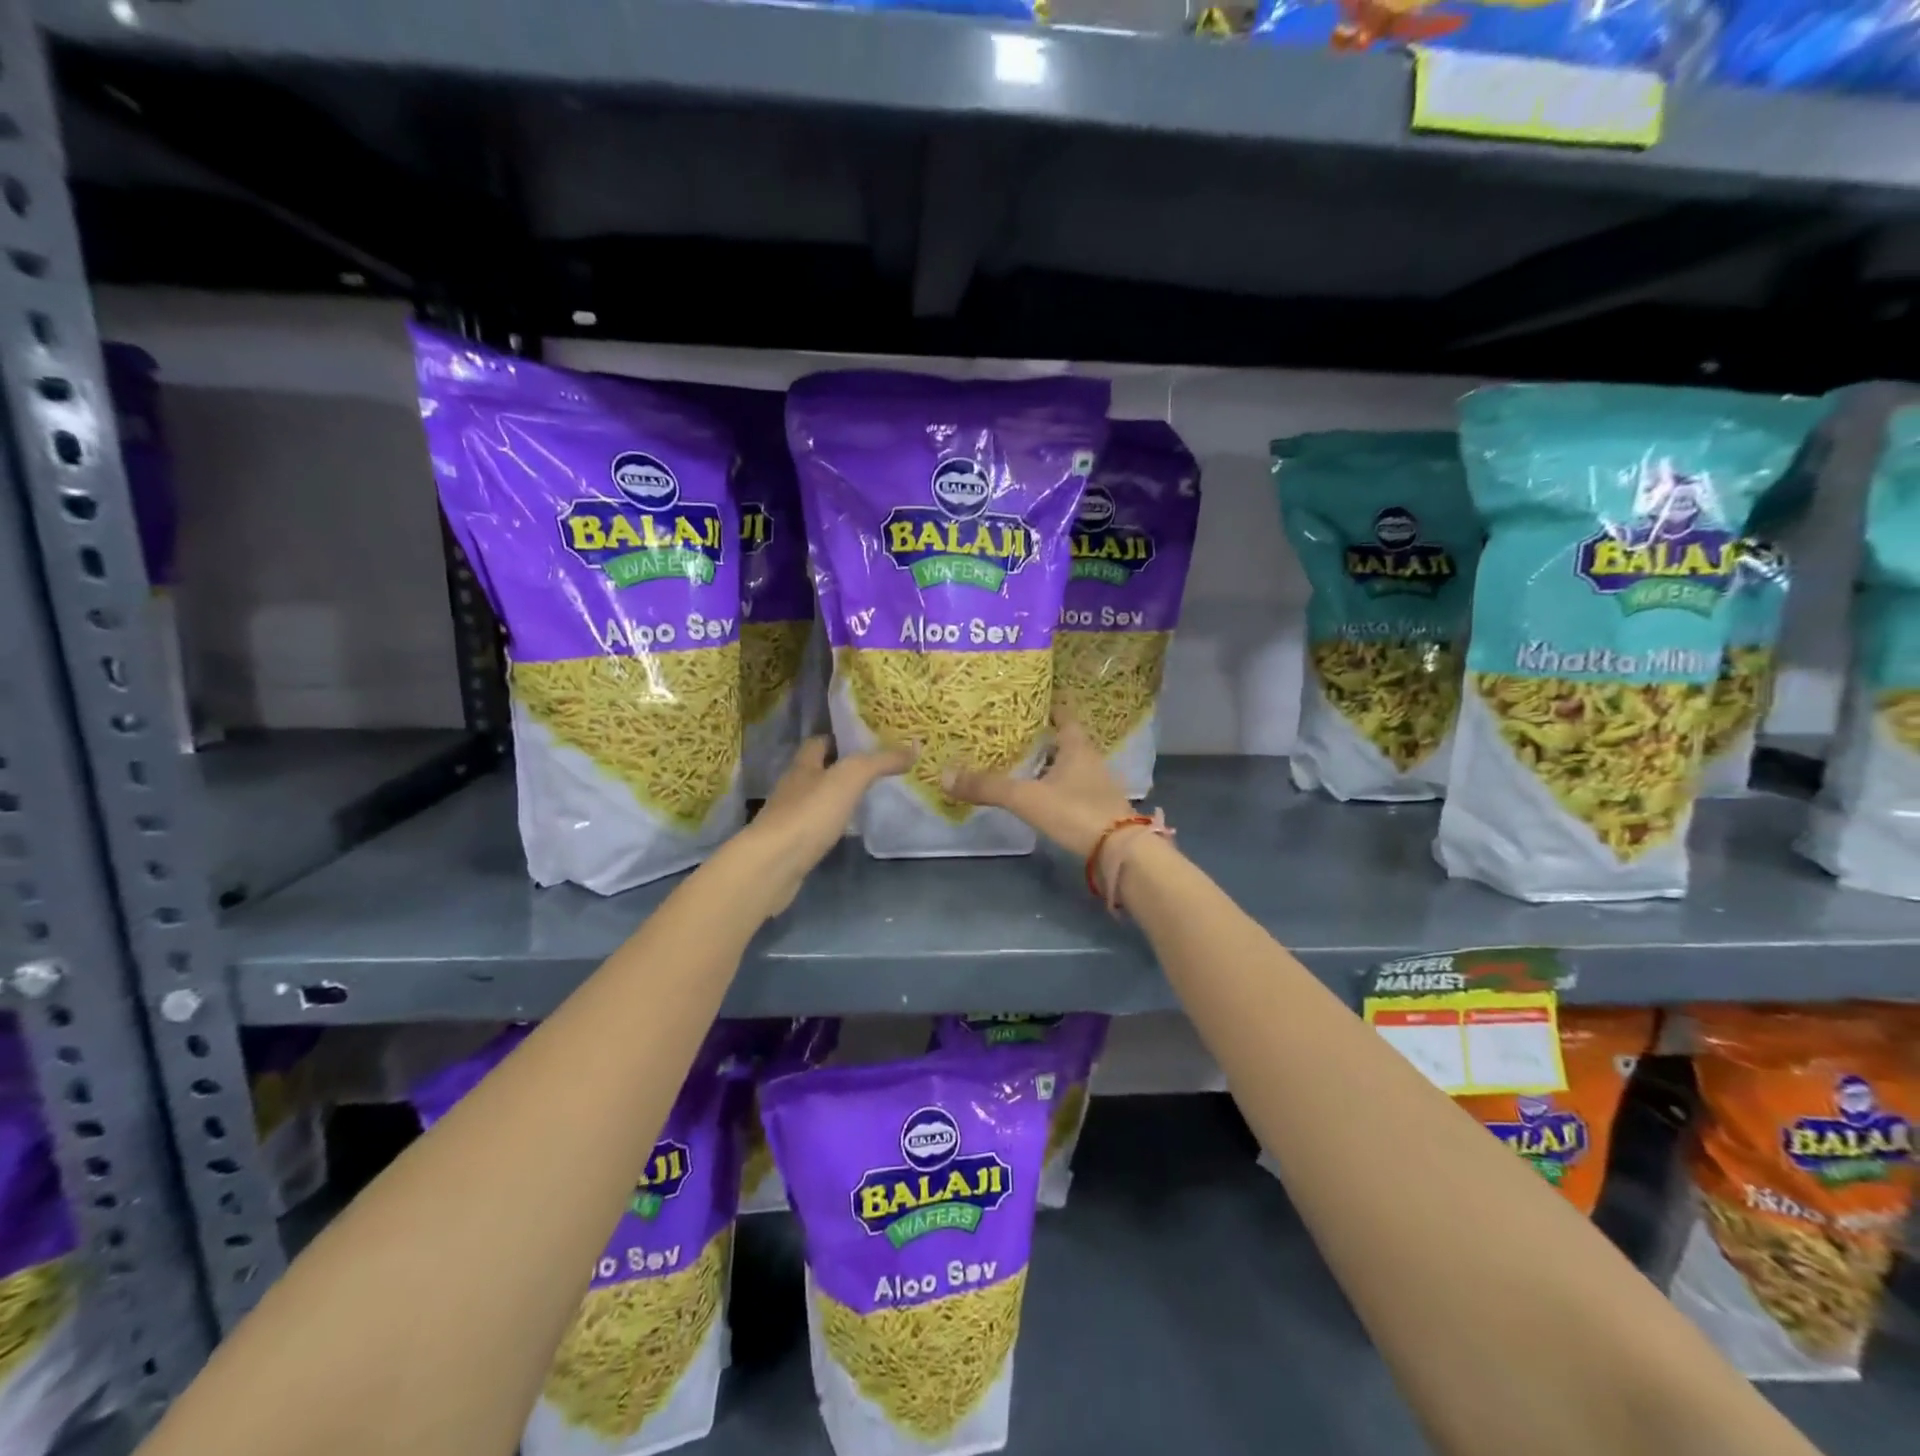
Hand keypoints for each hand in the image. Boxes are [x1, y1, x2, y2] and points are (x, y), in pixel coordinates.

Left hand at [733, 737, 910, 914]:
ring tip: (864, 800)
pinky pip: (812, 828)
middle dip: (839, 769)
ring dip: (834, 799)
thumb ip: (880, 762)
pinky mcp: (789, 846)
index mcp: (803, 766)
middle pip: (815, 771)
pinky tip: (845, 832)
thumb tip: (913, 748)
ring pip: (814, 800)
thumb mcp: (850, 778)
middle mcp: (792, 788)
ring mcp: (787, 818)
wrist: (773, 864)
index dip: (839, 739)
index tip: (865, 742)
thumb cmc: (810, 813)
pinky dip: (828, 826)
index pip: (818, 742)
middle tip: (873, 772)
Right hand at [942, 717, 1135, 859]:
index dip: (1047, 706)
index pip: (1063, 715)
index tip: (1026, 701)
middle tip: (1012, 733)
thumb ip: (988, 787)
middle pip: (1065, 740)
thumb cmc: (1076, 812)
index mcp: (1077, 746)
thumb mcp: (1027, 797)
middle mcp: (1090, 760)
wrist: (1120, 852)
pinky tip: (1038, 795)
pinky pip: (1072, 788)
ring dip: (1048, 764)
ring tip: (1019, 763)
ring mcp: (1097, 785)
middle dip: (1042, 737)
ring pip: (1068, 766)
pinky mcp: (1098, 808)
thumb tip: (945, 775)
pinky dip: (1055, 787)